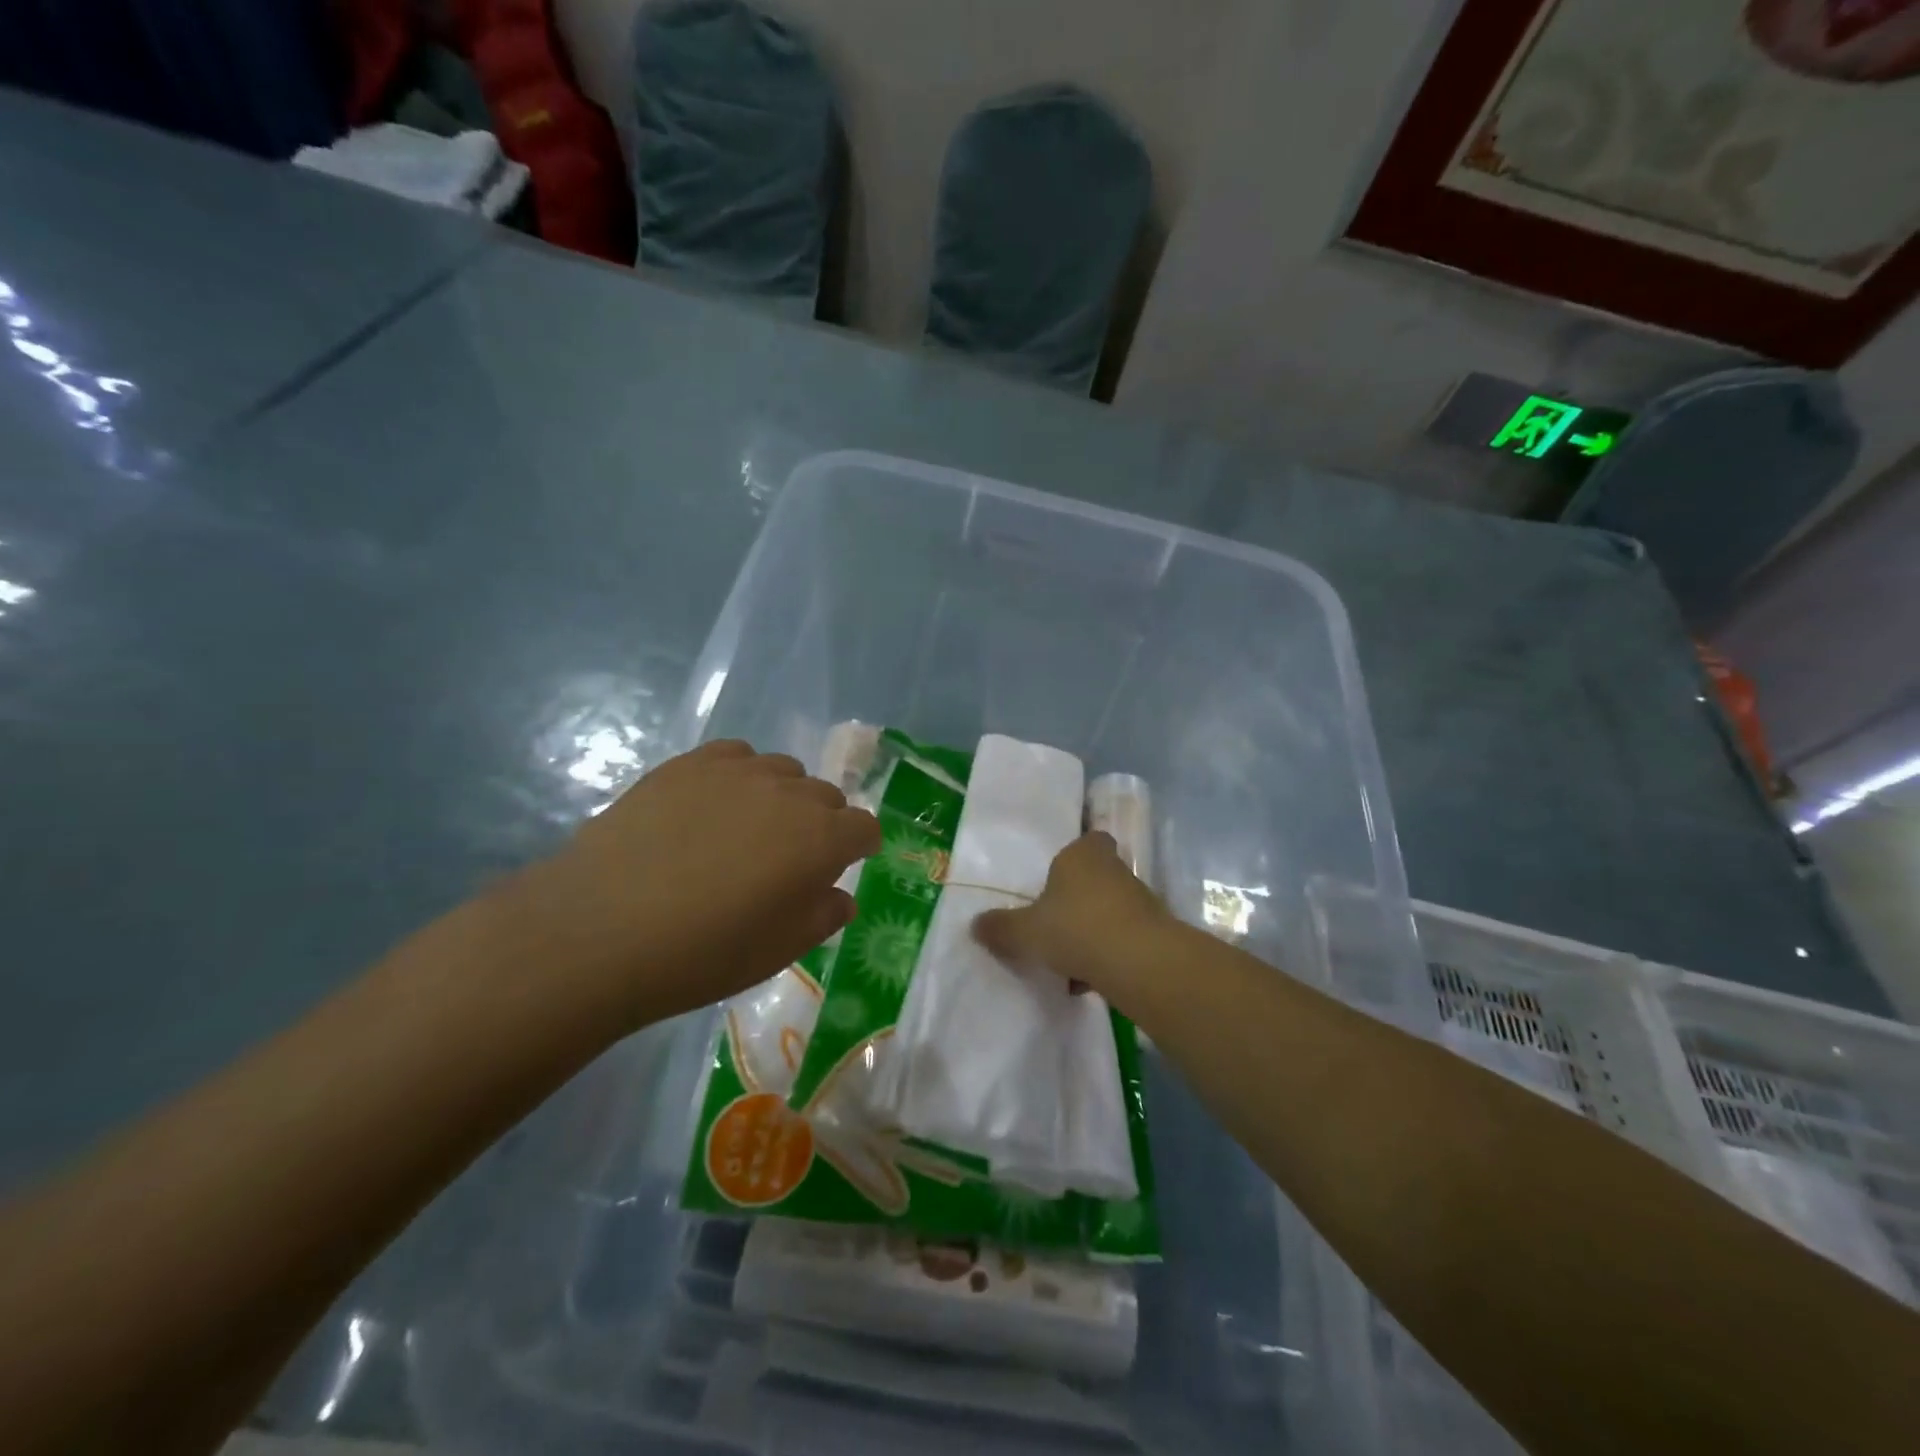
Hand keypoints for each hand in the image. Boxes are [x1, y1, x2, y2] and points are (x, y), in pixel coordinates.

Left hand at [500, 740, 880, 1028]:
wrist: (602, 928)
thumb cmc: (703, 952)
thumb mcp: (778, 952)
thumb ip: (823, 917)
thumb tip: (840, 896)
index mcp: (822, 840)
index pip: (863, 828)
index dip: (859, 847)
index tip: (844, 865)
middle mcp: (790, 794)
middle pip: (826, 796)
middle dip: (822, 823)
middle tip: (790, 859)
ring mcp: (738, 772)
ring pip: (783, 771)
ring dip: (782, 797)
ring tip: (748, 829)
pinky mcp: (690, 763)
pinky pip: (736, 755)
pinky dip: (740, 775)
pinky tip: (713, 804)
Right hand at [971, 832, 1172, 1013]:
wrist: (1138, 962)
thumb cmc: (1075, 927)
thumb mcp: (1025, 931)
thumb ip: (1000, 928)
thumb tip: (975, 925)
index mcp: (1082, 854)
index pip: (1087, 839)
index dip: (1075, 856)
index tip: (1057, 879)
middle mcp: (1114, 869)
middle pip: (1096, 878)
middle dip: (1078, 900)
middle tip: (1054, 923)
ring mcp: (1139, 900)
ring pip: (1109, 911)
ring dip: (1092, 931)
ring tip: (1067, 962)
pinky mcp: (1154, 932)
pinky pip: (1123, 939)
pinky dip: (1107, 956)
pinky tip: (1088, 982)